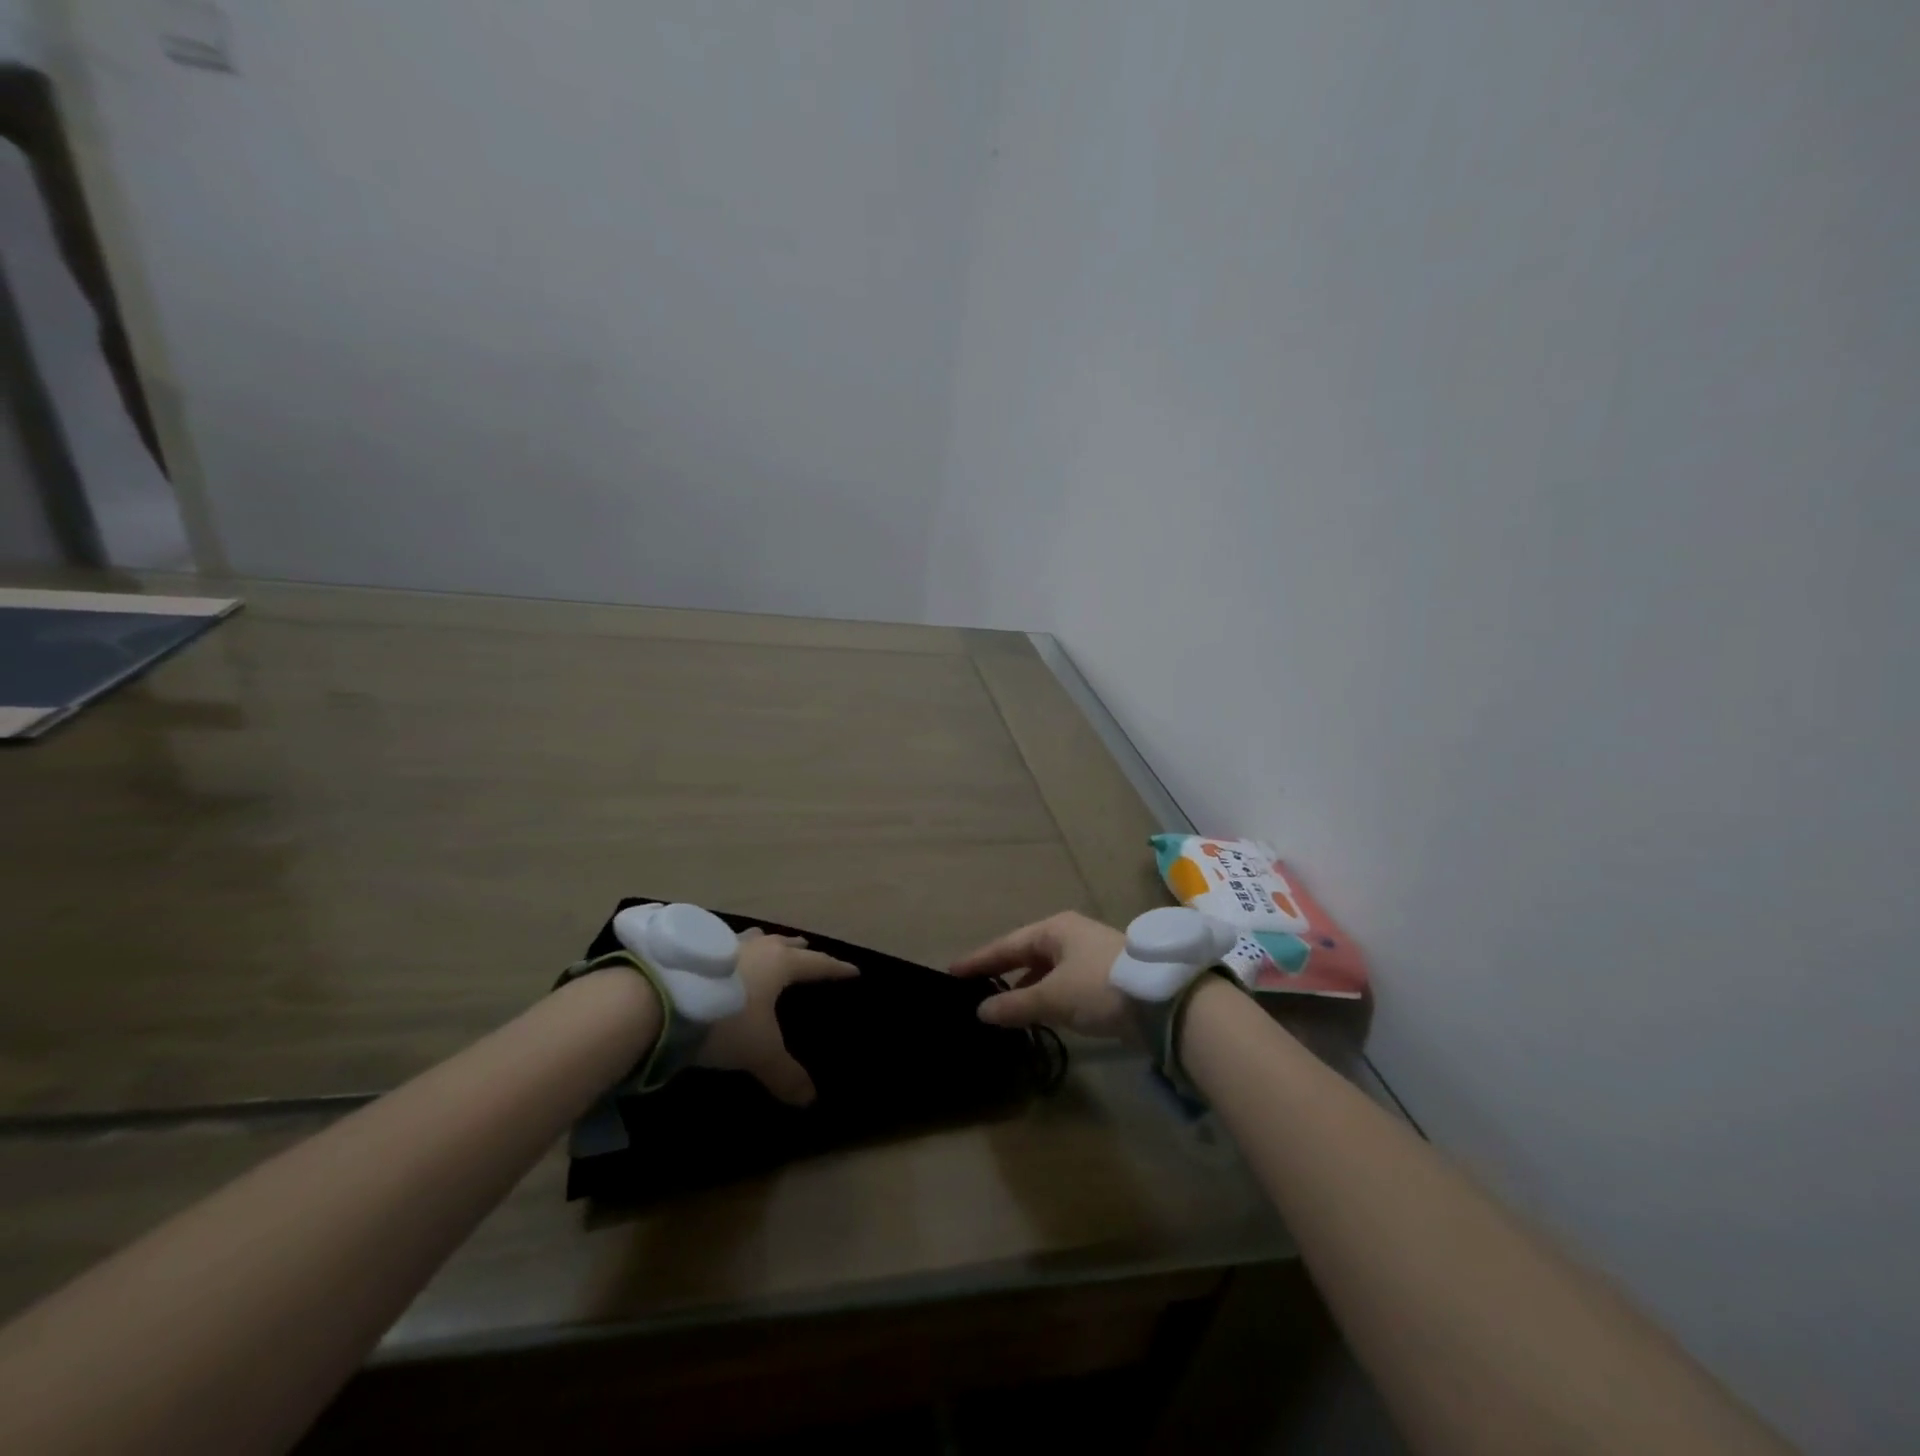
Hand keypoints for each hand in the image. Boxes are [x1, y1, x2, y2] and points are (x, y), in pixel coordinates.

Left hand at [697, 929, 856, 1105]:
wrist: (658, 1000)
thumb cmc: (724, 1019)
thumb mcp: (759, 1052)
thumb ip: (785, 1074)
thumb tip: (810, 1100)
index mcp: (782, 963)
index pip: (818, 964)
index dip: (837, 969)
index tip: (853, 971)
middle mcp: (758, 947)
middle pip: (787, 943)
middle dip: (801, 950)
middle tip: (810, 953)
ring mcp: (724, 943)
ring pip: (755, 940)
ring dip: (766, 946)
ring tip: (768, 951)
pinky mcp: (694, 949)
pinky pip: (725, 947)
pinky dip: (734, 954)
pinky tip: (726, 963)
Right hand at [949, 911, 1129, 1038]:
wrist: (1162, 1000)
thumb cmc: (1100, 986)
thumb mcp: (1052, 996)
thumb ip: (1015, 1005)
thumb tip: (981, 1011)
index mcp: (1055, 929)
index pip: (1007, 944)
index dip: (979, 960)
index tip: (952, 972)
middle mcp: (1070, 936)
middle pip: (1026, 954)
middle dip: (1000, 972)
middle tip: (971, 989)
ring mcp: (1088, 957)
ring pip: (1045, 971)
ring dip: (1023, 988)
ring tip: (998, 1008)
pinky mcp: (1102, 979)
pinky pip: (1061, 984)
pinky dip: (1044, 997)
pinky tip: (1034, 1015)